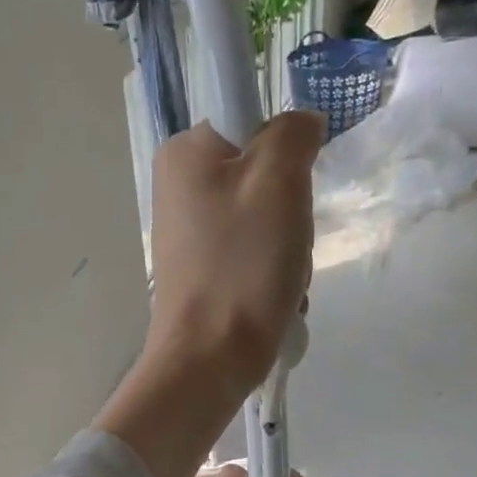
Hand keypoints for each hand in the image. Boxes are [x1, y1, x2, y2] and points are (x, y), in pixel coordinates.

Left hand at [95, 112, 322, 476]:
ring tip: (280, 275)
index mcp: (184, 153)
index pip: (252, 119)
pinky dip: (270, 270)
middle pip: (261, 172)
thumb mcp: (278, 181)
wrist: (209, 358)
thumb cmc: (242, 264)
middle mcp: (177, 185)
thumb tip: (299, 124)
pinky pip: (250, 251)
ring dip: (286, 245)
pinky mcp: (199, 268)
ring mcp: (186, 231)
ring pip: (262, 216)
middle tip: (287, 239)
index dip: (284, 151)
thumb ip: (292, 133)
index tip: (289, 189)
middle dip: (289, 208)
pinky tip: (272, 296)